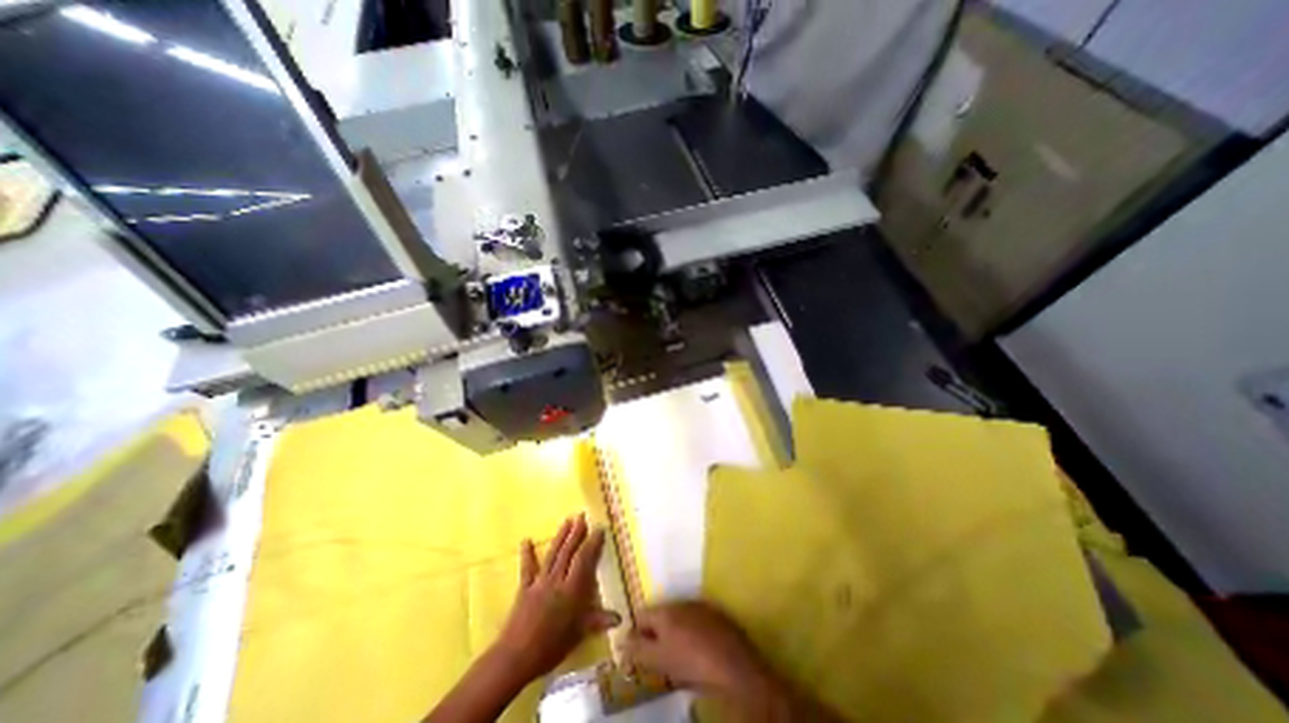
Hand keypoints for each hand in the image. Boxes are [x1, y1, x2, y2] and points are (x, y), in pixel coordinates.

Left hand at [489, 515, 618, 683]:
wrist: (516, 657)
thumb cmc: (551, 647)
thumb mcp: (579, 635)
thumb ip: (598, 621)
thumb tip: (619, 617)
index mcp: (572, 590)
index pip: (584, 559)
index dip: (592, 543)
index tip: (599, 528)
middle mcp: (557, 580)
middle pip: (568, 552)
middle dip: (576, 533)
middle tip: (582, 516)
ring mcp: (539, 582)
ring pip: (552, 554)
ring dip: (560, 536)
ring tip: (567, 520)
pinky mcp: (524, 588)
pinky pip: (527, 568)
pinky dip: (526, 554)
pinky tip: (526, 540)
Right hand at [626, 602, 773, 698]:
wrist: (734, 665)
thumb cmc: (692, 662)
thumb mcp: (660, 661)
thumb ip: (638, 650)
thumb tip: (621, 640)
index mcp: (665, 611)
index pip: (641, 615)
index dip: (636, 632)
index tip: (637, 650)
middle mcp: (681, 602)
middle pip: (661, 615)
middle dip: (655, 632)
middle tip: (656, 655)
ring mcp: (700, 606)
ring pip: (679, 617)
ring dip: (674, 631)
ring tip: (677, 653)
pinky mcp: (717, 614)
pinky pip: (696, 620)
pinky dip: (692, 631)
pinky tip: (697, 648)